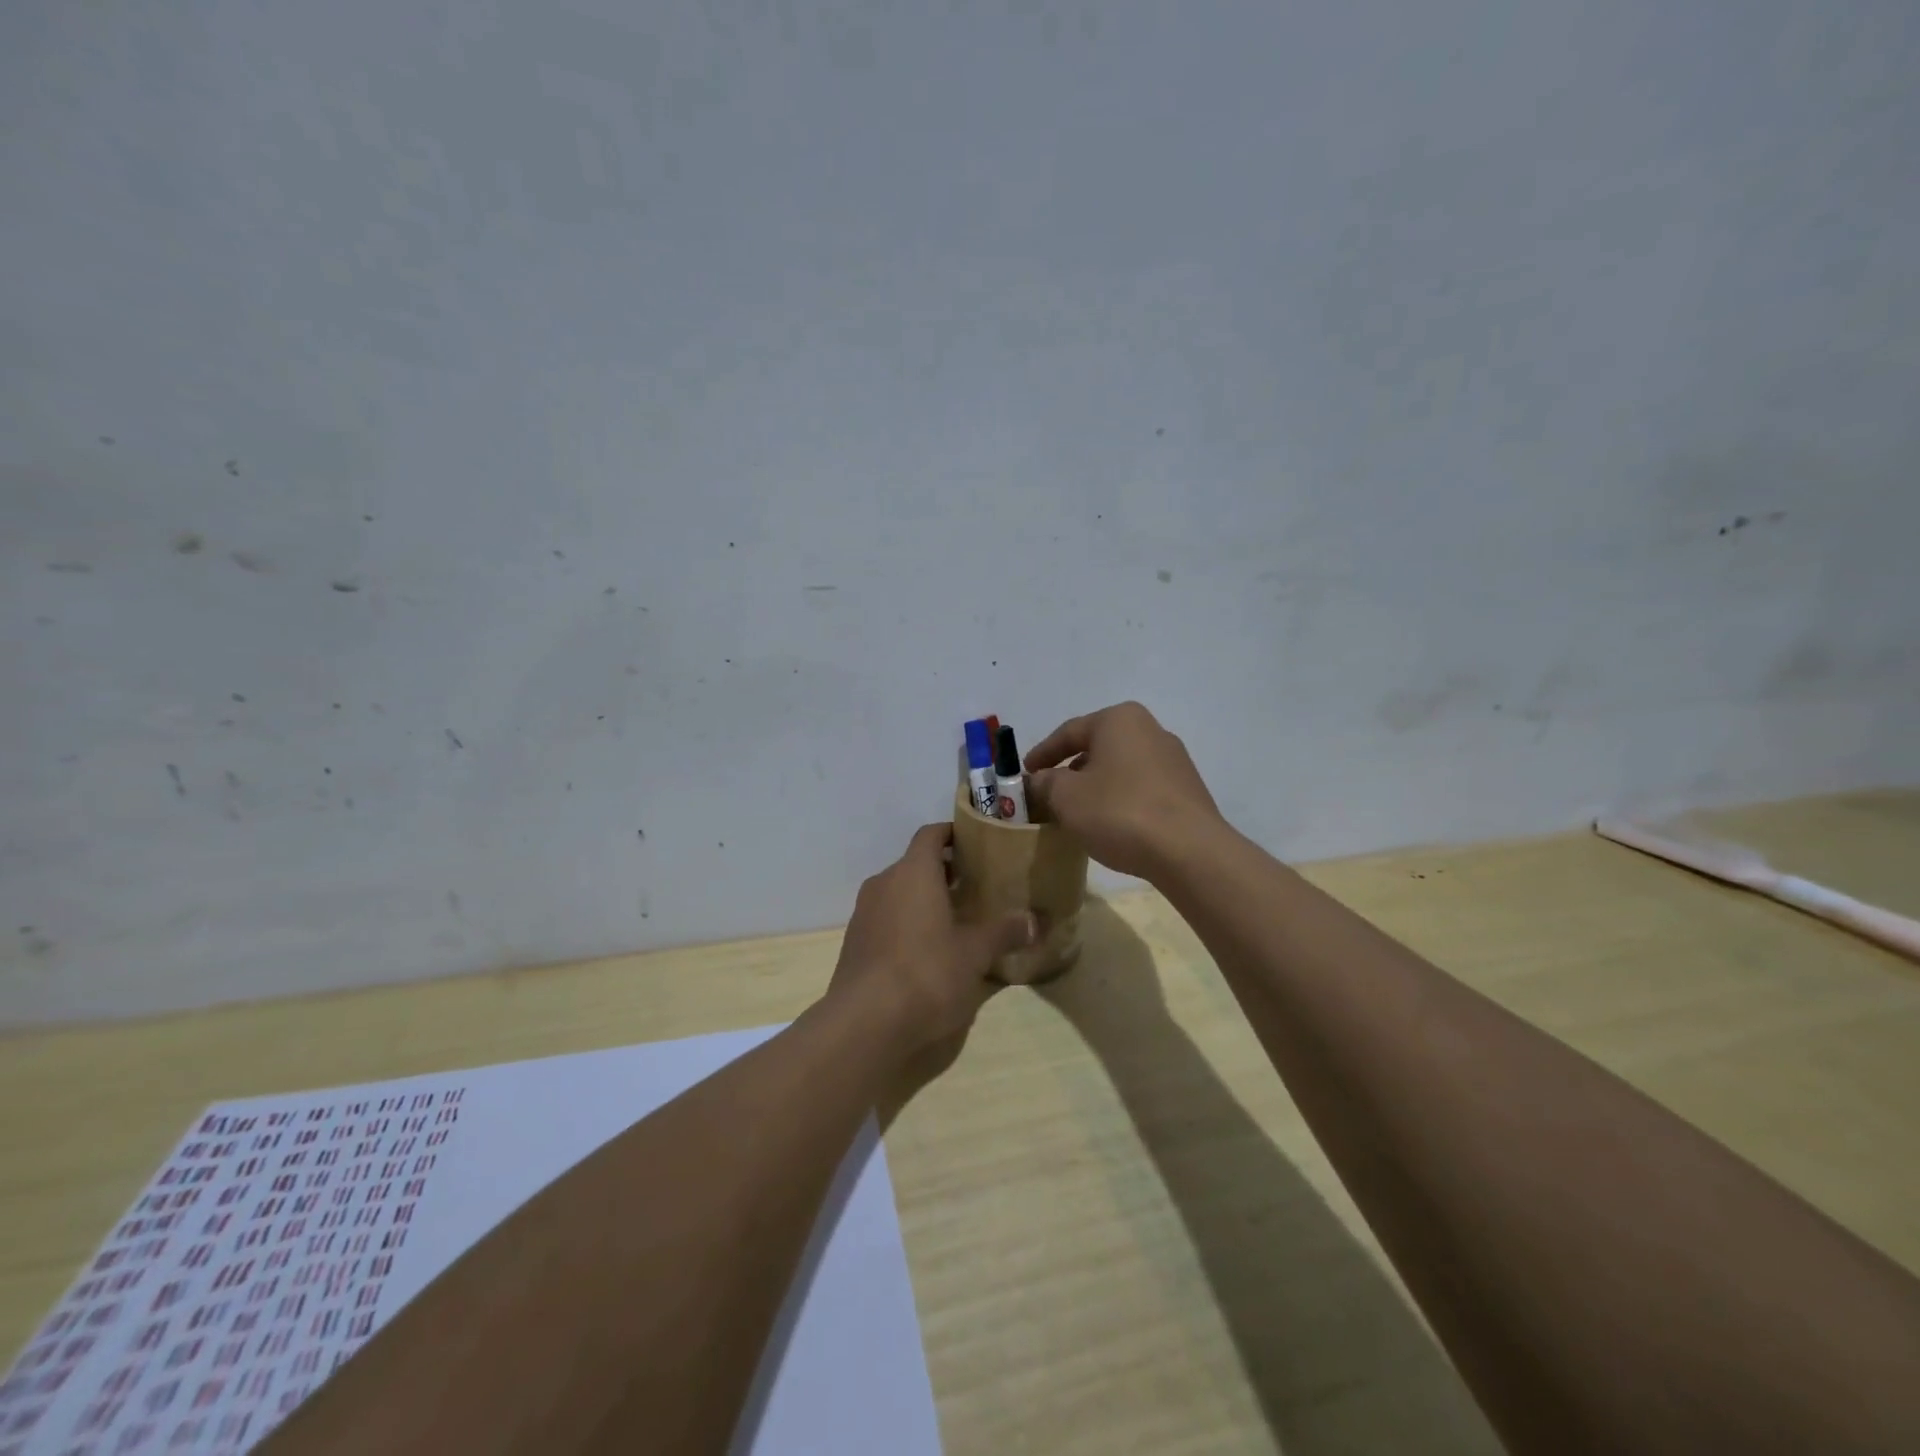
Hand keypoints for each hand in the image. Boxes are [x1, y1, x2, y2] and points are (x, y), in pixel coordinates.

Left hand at [826, 823, 1036, 1056]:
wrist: (864, 1023)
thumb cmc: (926, 973)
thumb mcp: (975, 954)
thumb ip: (1004, 932)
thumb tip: (1035, 920)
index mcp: (913, 872)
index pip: (931, 834)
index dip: (953, 833)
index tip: (977, 843)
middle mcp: (884, 882)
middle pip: (915, 863)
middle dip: (945, 871)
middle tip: (978, 886)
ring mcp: (864, 913)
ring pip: (899, 892)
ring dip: (925, 898)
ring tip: (957, 919)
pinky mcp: (855, 942)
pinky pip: (886, 918)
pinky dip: (907, 922)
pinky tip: (929, 950)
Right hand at [1025, 701, 1223, 879]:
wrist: (1189, 851)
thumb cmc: (1119, 812)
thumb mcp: (1066, 797)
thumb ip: (1046, 783)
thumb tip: (1040, 779)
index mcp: (1119, 720)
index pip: (1069, 731)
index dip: (1042, 752)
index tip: (1025, 772)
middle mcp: (1150, 729)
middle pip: (1098, 747)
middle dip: (1071, 768)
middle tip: (1050, 791)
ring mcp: (1174, 760)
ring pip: (1121, 768)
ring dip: (1097, 785)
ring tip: (1078, 810)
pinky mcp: (1187, 790)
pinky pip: (1142, 787)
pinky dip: (1120, 798)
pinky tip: (1111, 823)